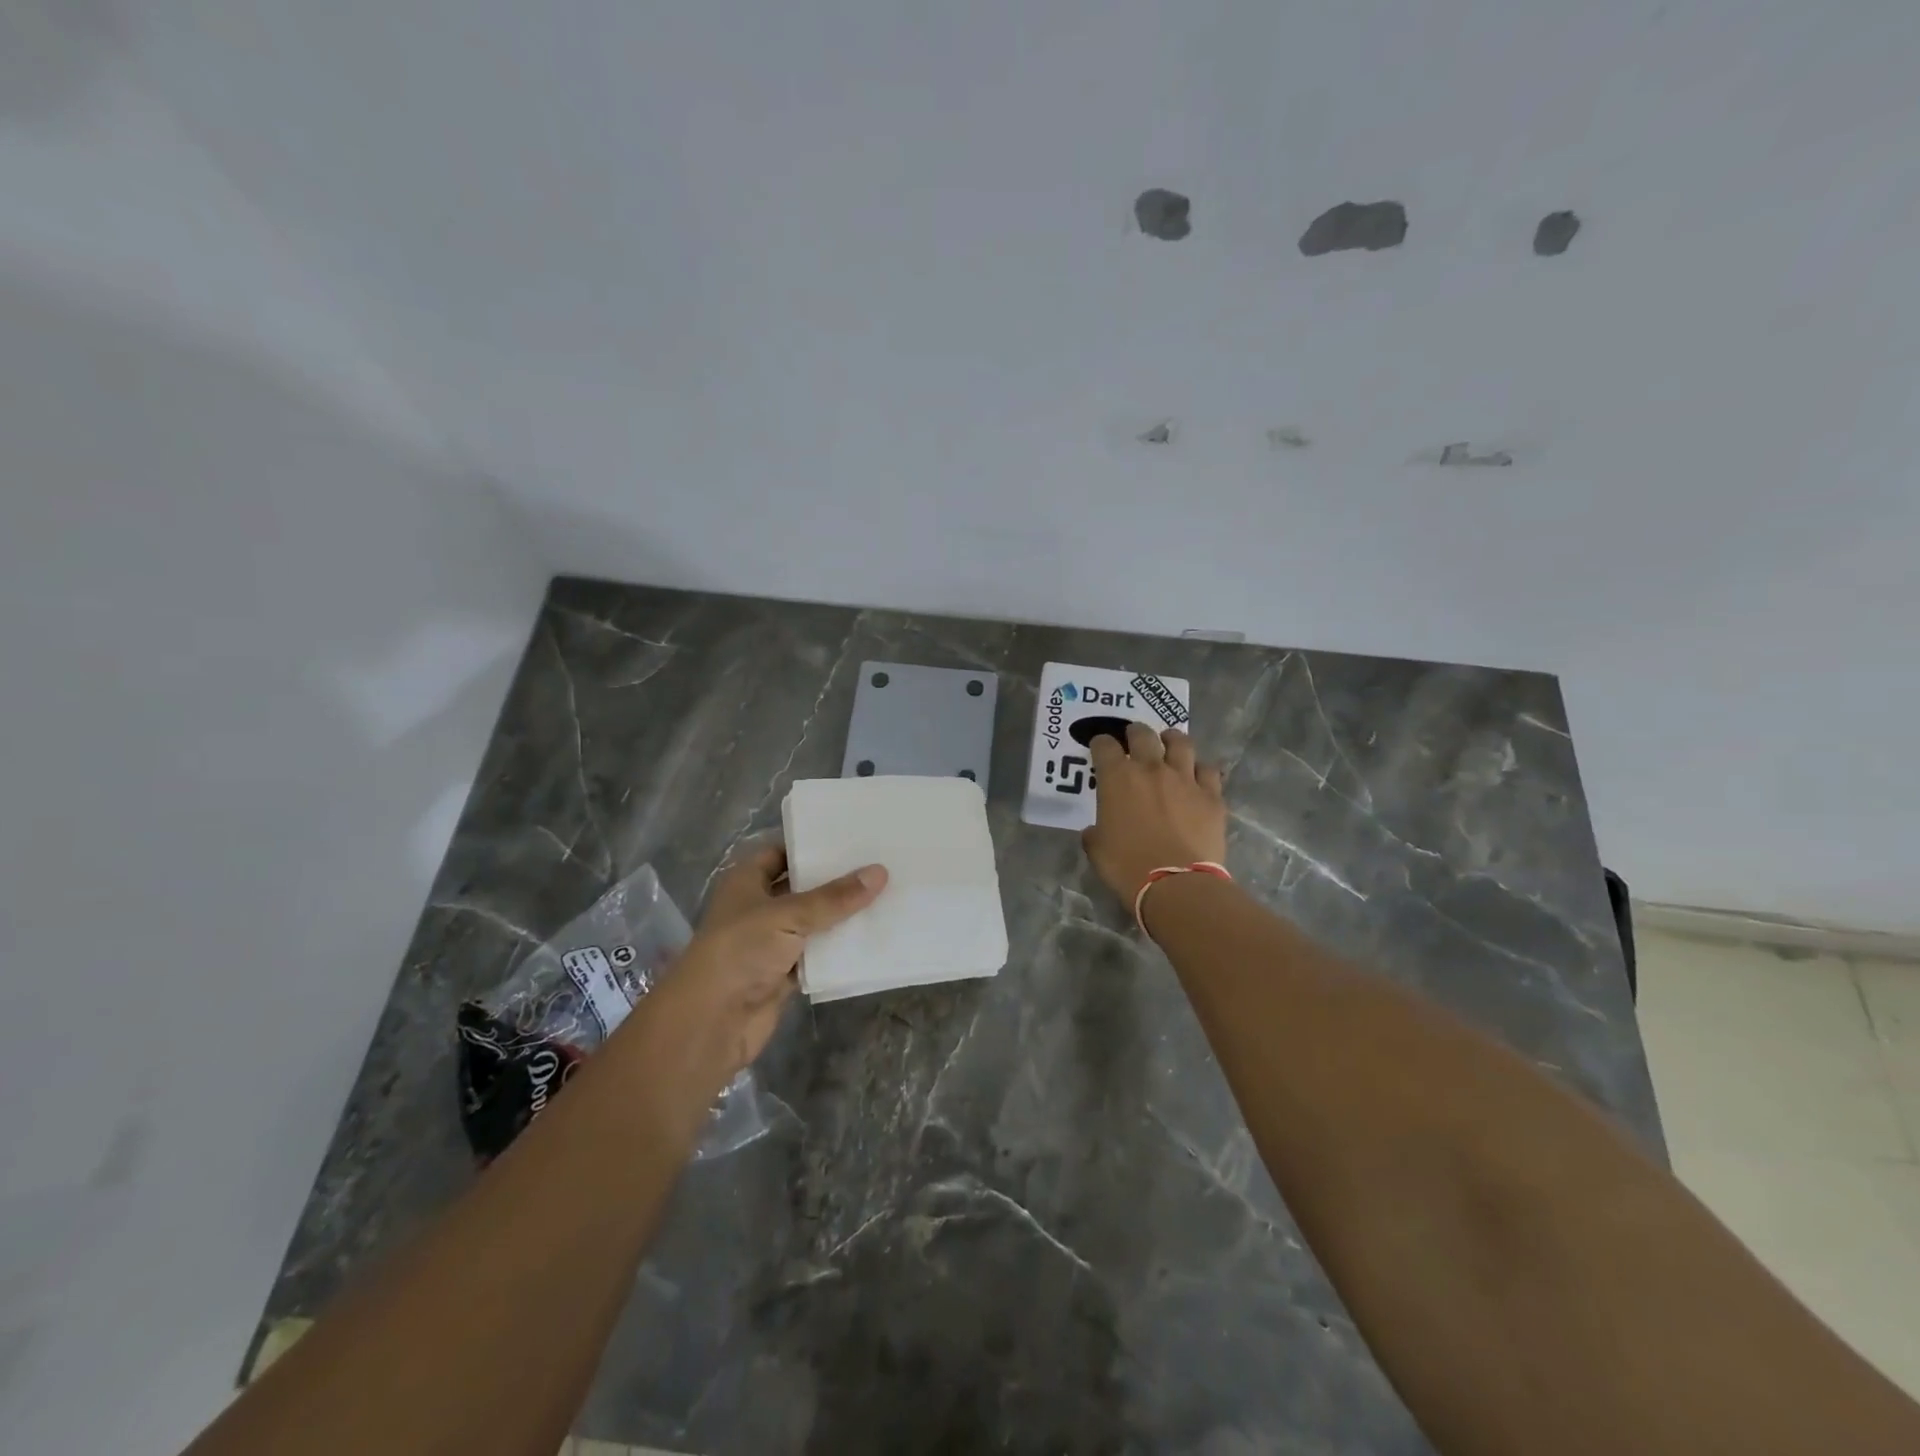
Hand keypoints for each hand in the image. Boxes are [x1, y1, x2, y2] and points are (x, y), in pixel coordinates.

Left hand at [665, 844, 886, 1078]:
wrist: (711, 1022)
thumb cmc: (740, 951)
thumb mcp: (788, 915)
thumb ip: (834, 897)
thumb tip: (880, 871)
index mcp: (747, 881)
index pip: (781, 852)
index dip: (811, 844)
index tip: (852, 836)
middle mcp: (758, 907)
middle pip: (802, 887)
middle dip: (835, 880)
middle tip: (879, 862)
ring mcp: (771, 942)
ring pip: (813, 922)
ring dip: (842, 915)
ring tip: (886, 893)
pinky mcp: (784, 973)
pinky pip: (818, 955)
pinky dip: (839, 950)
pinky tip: (873, 936)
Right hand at [1082, 724, 1227, 907]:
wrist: (1176, 884)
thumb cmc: (1127, 866)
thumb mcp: (1097, 850)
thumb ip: (1095, 833)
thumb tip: (1095, 831)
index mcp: (1117, 778)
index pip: (1104, 746)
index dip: (1100, 744)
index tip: (1100, 747)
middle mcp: (1151, 769)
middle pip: (1143, 735)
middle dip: (1135, 732)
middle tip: (1134, 738)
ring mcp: (1185, 779)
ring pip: (1181, 743)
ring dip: (1171, 739)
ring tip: (1169, 742)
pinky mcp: (1211, 796)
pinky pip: (1208, 770)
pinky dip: (1200, 769)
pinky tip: (1197, 775)